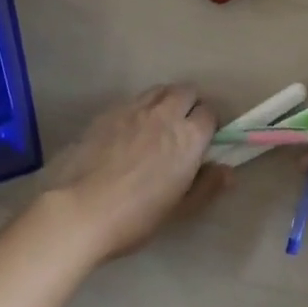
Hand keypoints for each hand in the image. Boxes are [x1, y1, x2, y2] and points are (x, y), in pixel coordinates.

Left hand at [46, 85, 226, 260]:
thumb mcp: (178, 210)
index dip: (208, 125)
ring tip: (156, 125)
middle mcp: (165, 114)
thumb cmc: (135, 217)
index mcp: (188, 137)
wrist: (79, 209)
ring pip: (159, 90)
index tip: (202, 142)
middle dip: (189, 104)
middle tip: (181, 128)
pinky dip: (138, 109)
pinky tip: (127, 132)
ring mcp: (134, 109)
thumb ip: (206, 186)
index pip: (209, 113)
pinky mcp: (108, 111)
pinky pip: (132, 100)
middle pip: (186, 91)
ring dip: (165, 101)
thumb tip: (228, 171)